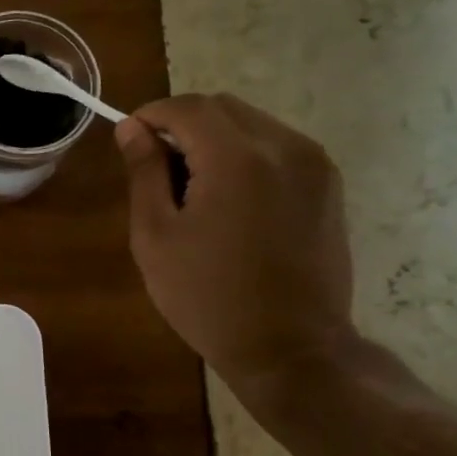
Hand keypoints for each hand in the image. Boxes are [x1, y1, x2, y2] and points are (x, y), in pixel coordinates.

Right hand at [115, 94, 354, 393]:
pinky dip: (245, 155)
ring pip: (252, 124)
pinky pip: (277, 147)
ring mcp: (314, 164)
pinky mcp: (328, 184)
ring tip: (193, 189)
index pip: (188, 107)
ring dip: (214, 140)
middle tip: (156, 169)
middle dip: (182, 125)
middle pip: (223, 108)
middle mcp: (284, 147)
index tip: (128, 140)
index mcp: (237, 159)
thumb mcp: (156, 237)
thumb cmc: (207, 297)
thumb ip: (145, 173)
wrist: (289, 347)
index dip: (152, 115)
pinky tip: (229, 201)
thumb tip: (132, 129)